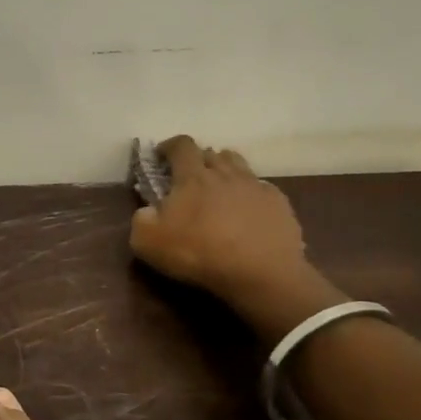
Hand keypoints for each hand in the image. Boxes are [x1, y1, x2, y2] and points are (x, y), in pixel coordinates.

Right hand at [128, 136, 343, 341]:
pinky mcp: (279, 203)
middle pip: (211, 153)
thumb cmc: (199, 253)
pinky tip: (248, 212)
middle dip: (199, 160)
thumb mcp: (148, 243)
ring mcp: (255, 186)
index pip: (181, 146)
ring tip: (220, 189)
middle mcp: (225, 173)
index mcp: (193, 176)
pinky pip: (261, 188)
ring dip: (226, 171)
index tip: (162, 154)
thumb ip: (141, 220)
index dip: (170, 146)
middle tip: (190, 179)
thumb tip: (147, 211)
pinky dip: (250, 194)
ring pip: (238, 165)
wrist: (260, 273)